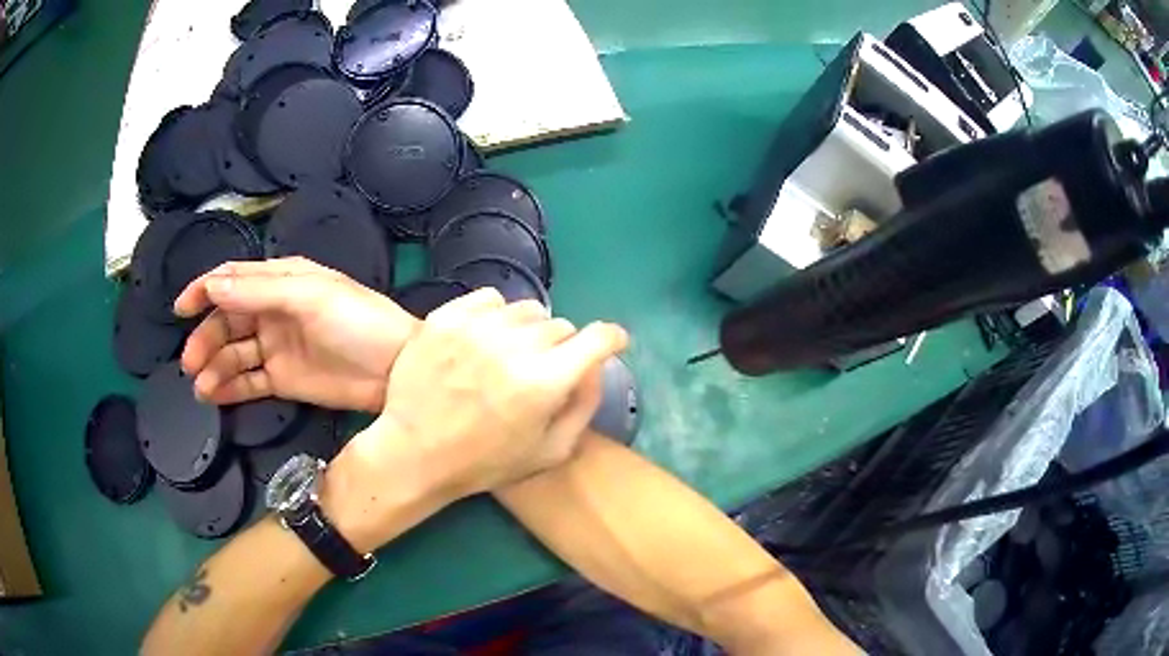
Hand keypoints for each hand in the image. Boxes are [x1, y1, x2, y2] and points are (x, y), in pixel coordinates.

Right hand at [174, 258, 415, 411]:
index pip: (233, 280)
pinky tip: (214, 395)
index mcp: (280, 281)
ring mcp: (277, 347)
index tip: (180, 308)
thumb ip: (259, 293)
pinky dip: (230, 387)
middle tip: (190, 362)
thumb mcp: (309, 296)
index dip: (204, 290)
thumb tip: (213, 287)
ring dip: (214, 367)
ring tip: (201, 386)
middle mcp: (273, 311)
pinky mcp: (284, 379)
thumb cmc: (358, 321)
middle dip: (206, 338)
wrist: (397, 370)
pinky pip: (249, 381)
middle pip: (227, 321)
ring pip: (234, 354)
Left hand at [322, 289, 628, 550]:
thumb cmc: (484, 461)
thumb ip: (583, 406)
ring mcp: (477, 327)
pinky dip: (495, 314)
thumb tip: (596, 368)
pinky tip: (485, 337)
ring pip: (526, 309)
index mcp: (544, 382)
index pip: (597, 338)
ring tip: (509, 353)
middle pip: (561, 325)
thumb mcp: (549, 451)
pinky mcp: (446, 317)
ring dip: (528, 330)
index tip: (612, 342)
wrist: (414, 451)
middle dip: (562, 347)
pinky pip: (489, 298)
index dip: (612, 338)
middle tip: (543, 369)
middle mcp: (514, 346)